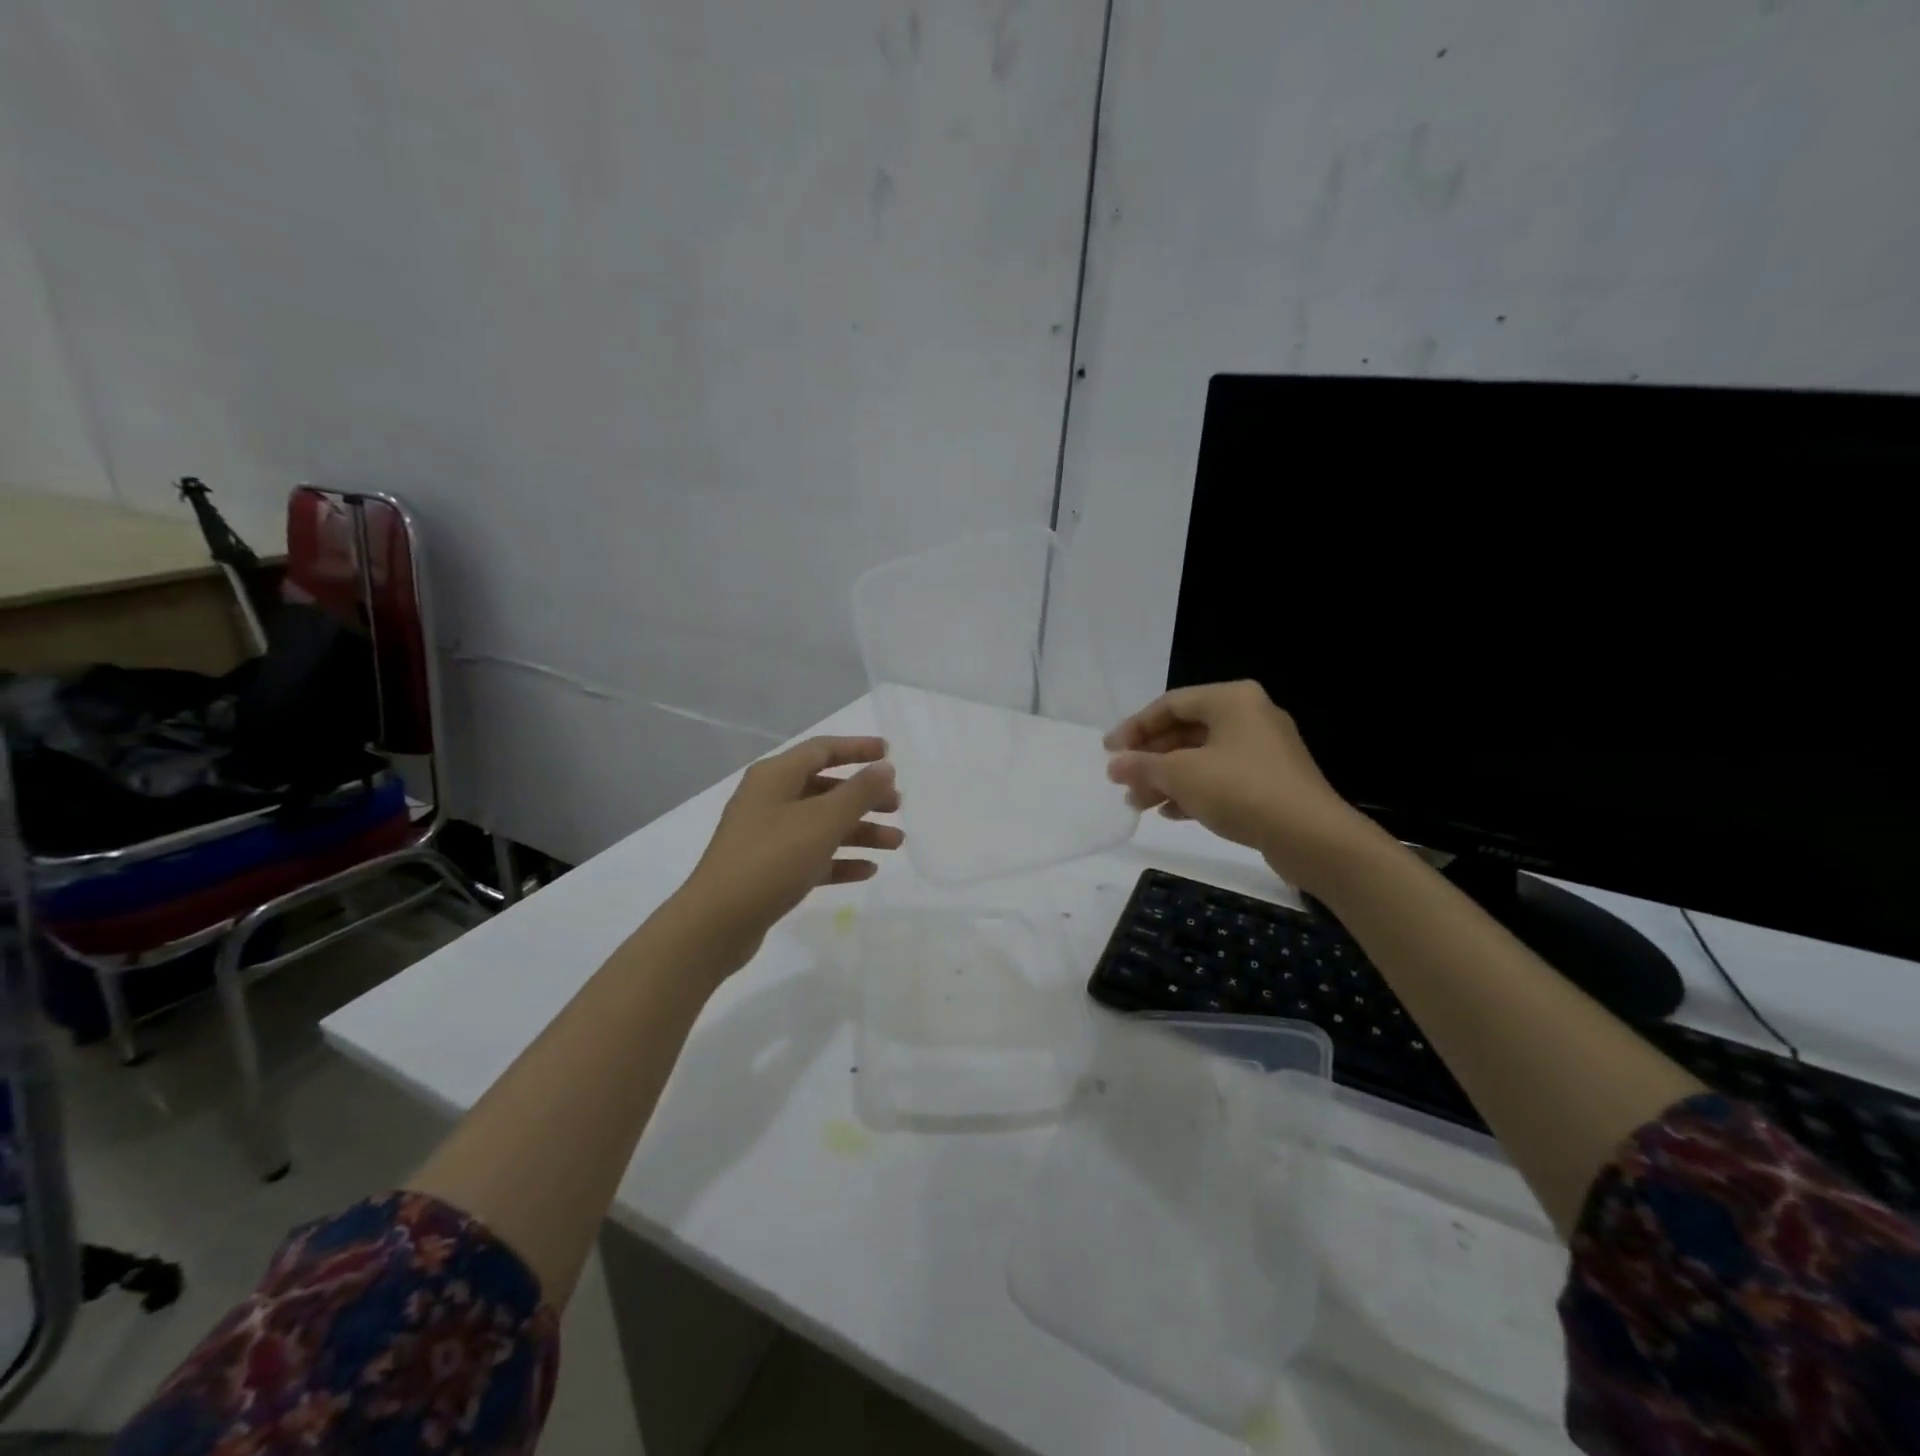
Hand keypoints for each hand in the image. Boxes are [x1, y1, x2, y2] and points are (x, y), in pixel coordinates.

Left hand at [674, 736, 901, 968]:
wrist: (717, 923)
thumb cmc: (772, 859)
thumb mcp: (822, 821)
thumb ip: (858, 792)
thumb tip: (884, 768)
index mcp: (775, 776)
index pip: (822, 750)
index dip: (857, 748)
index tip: (890, 754)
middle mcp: (769, 800)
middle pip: (825, 788)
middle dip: (864, 796)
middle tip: (897, 806)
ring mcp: (767, 836)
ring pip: (822, 825)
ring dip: (860, 830)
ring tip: (895, 843)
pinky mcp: (769, 870)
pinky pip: (813, 856)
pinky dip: (840, 859)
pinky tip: (868, 870)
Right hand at [1104, 680, 1374, 892]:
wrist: (1311, 836)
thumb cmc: (1241, 790)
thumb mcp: (1181, 775)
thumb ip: (1142, 766)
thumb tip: (1115, 765)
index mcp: (1231, 699)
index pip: (1170, 704)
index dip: (1134, 728)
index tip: (1109, 753)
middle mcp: (1250, 716)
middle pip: (1186, 731)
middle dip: (1150, 758)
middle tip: (1122, 781)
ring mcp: (1264, 749)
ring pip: (1202, 757)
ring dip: (1167, 778)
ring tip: (1139, 803)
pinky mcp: (1272, 781)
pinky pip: (1222, 777)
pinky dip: (1194, 790)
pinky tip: (1171, 813)